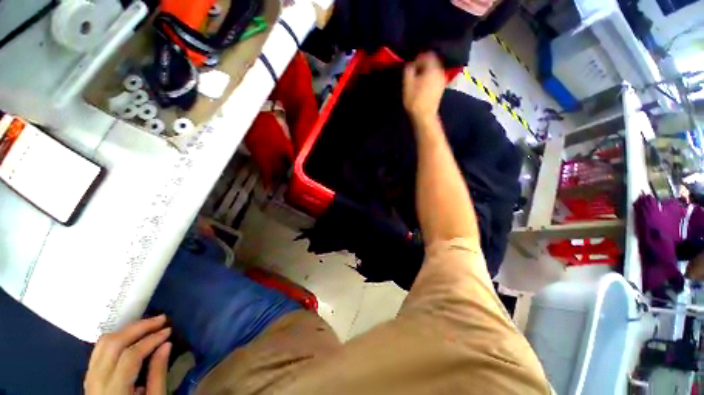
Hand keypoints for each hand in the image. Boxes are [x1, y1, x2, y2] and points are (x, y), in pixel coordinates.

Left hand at [85, 315, 171, 394]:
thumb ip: (157, 375)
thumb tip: (166, 344)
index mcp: (114, 391)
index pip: (130, 356)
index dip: (150, 340)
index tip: (169, 330)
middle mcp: (96, 380)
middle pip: (113, 344)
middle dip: (138, 328)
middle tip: (160, 319)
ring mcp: (89, 377)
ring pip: (103, 343)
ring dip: (127, 330)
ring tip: (148, 324)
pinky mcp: (89, 375)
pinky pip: (99, 349)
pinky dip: (117, 338)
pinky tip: (131, 336)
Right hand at [403, 52, 445, 124]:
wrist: (425, 116)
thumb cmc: (415, 100)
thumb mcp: (407, 84)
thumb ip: (408, 70)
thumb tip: (410, 64)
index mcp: (432, 68)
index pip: (428, 55)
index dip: (418, 58)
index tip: (411, 66)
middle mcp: (440, 72)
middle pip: (432, 61)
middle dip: (423, 64)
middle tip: (413, 72)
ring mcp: (442, 80)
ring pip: (434, 69)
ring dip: (426, 71)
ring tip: (417, 79)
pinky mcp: (441, 88)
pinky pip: (435, 77)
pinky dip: (429, 78)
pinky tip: (423, 85)